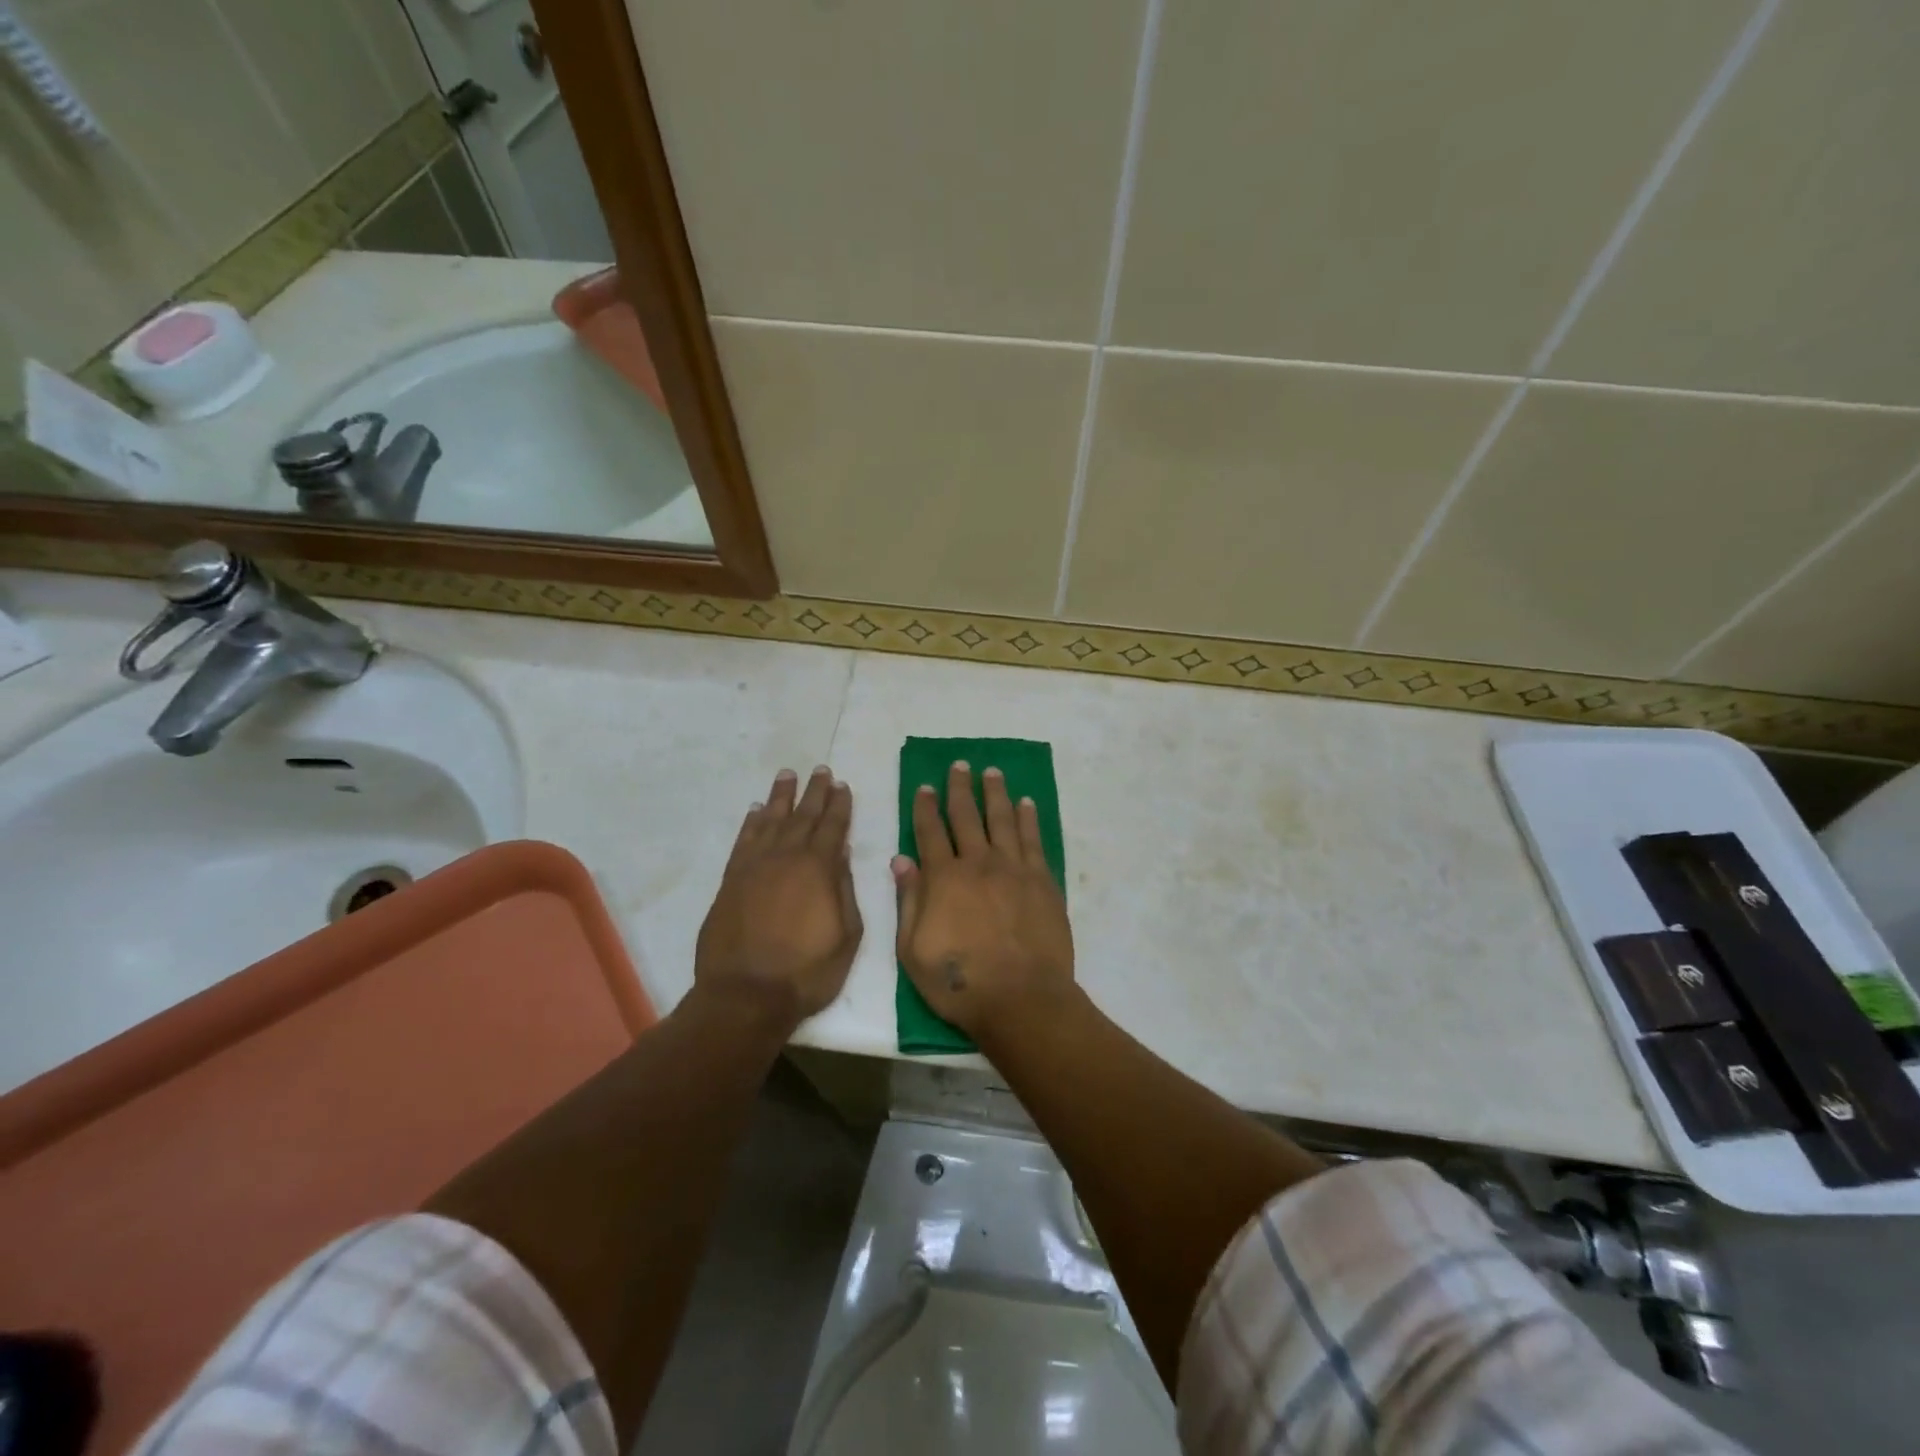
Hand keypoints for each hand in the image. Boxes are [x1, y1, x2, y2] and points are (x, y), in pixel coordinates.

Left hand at [695, 766, 862, 1029]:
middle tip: (820, 769)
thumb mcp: (846, 935)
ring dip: (781, 797)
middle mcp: (786, 857)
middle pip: (803, 816)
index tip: (842, 784)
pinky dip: (751, 822)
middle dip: (814, 792)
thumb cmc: (806, 971)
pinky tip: (757, 810)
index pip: (832, 826)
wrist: (746, 995)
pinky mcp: (731, 881)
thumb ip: (844, 889)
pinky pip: (743, 841)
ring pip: (771, 820)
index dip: (839, 804)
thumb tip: (840, 852)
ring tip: (787, 775)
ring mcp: (755, 867)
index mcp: (818, 869)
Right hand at [893, 761, 1075, 1042]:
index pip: (930, 832)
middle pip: (966, 816)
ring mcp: (1013, 869)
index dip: (925, 807)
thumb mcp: (913, 950)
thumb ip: (908, 901)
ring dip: (995, 793)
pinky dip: (1028, 818)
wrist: (1021, 998)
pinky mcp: (1042, 880)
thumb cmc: (959, 982)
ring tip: (992, 772)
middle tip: (959, 765)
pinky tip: (1026, 803)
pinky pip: (1033, 839)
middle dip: (960, 788)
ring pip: (1002, 819)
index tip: (924, 786)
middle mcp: (978, 863)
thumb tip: (901, 860)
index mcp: (943, 878)